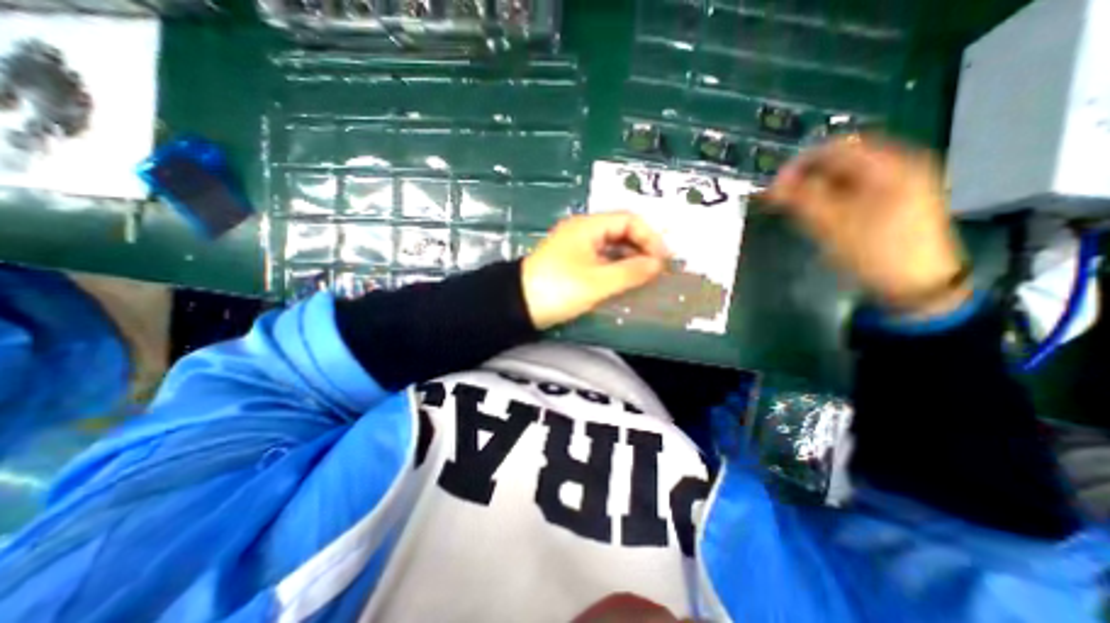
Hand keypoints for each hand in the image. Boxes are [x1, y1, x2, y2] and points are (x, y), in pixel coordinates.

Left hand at [520, 212, 667, 331]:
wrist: (517, 305)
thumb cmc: (559, 289)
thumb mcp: (598, 282)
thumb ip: (631, 272)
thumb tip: (659, 264)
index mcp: (588, 226)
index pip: (629, 220)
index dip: (650, 237)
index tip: (663, 260)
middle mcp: (583, 231)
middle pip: (621, 231)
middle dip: (642, 248)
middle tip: (658, 269)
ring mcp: (577, 247)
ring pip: (612, 247)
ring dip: (630, 259)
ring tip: (647, 276)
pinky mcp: (573, 263)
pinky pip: (601, 259)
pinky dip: (616, 268)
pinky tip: (626, 281)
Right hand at [770, 134, 967, 316]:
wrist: (917, 286)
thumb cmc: (874, 252)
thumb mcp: (833, 225)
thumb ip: (801, 200)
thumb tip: (773, 185)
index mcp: (891, 166)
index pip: (836, 148)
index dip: (800, 163)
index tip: (775, 184)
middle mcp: (900, 167)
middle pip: (843, 160)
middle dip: (808, 176)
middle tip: (783, 196)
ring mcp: (902, 184)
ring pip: (849, 176)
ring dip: (818, 187)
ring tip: (796, 207)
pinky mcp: (898, 202)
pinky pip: (858, 189)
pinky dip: (834, 196)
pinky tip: (821, 213)